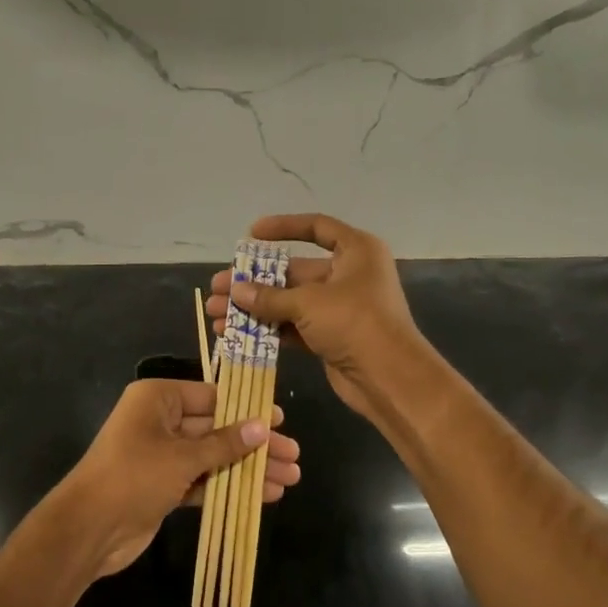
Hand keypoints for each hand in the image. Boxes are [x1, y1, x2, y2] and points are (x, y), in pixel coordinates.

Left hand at [50, 379, 300, 578]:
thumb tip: (262, 425)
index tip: (281, 419)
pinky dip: (229, 486)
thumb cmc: (133, 476)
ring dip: (248, 468)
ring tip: (289, 479)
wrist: (87, 529)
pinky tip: (262, 496)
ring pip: (214, 456)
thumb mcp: (182, 456)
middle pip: (217, 428)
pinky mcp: (164, 486)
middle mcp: (161, 421)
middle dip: (255, 443)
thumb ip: (224, 443)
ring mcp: (162, 455)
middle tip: (293, 455)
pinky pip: (203, 480)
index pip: (212, 396)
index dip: (247, 409)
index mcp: (158, 398)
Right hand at [207, 214, 431, 429]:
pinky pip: (294, 326)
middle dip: (255, 281)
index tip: (251, 234)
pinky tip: (236, 334)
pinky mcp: (332, 336)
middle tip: (218, 287)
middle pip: (295, 271)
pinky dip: (268, 329)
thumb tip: (236, 290)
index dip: (283, 228)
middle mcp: (349, 274)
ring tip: (217, 314)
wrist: (390, 379)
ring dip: (255, 307)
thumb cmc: (355, 323)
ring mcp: (340, 307)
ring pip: (290, 301)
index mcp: (356, 251)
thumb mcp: (309, 303)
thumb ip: (269, 296)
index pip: (316, 227)